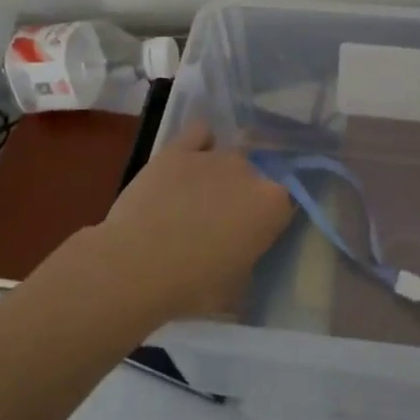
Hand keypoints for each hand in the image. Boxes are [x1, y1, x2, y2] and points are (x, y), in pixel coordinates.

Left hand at [90, 121, 293, 324]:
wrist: (136, 266)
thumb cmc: (192, 286)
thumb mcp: (236, 286)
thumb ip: (248, 259)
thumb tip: (242, 253)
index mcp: (272, 205)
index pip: (283, 203)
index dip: (268, 218)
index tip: (252, 235)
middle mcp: (249, 171)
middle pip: (255, 175)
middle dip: (242, 194)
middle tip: (220, 221)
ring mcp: (213, 156)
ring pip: (228, 155)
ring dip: (220, 173)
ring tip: (197, 196)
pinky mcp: (178, 149)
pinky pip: (199, 133)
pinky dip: (200, 142)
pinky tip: (190, 160)